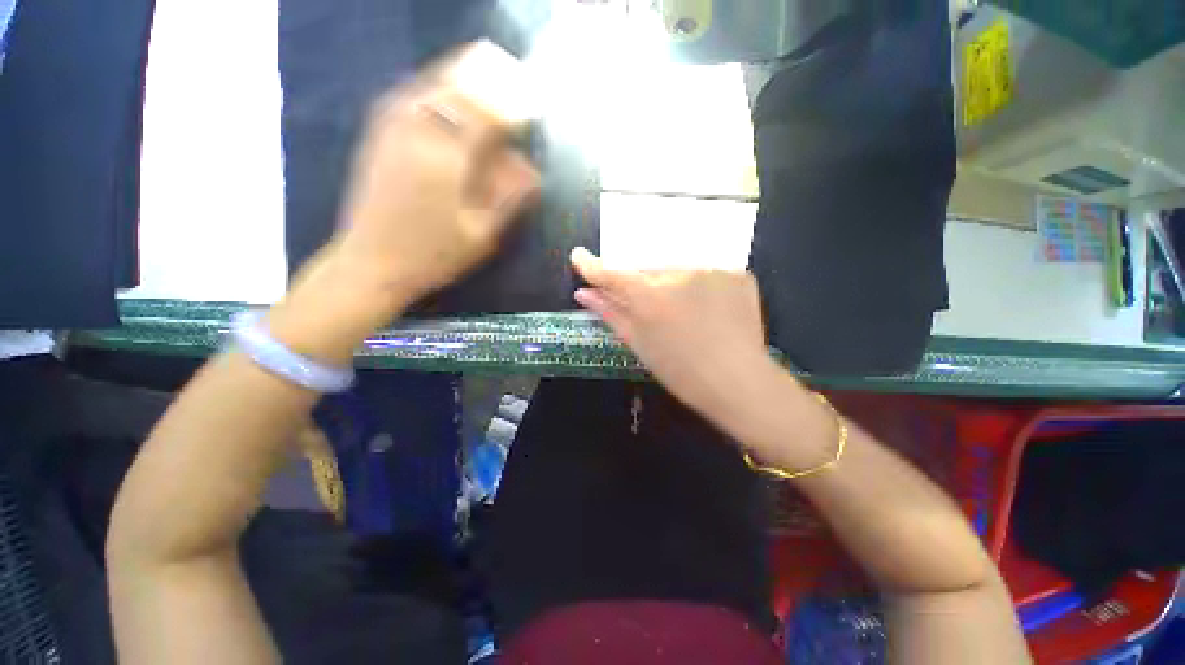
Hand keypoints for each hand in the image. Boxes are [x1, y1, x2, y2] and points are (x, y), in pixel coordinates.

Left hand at [271, 42, 539, 360]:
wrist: (371, 263)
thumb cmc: (433, 256)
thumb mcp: (481, 235)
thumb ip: (508, 198)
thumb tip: (532, 169)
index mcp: (447, 160)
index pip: (486, 113)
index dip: (513, 104)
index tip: (533, 105)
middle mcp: (417, 132)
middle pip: (457, 84)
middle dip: (489, 77)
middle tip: (513, 78)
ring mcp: (392, 129)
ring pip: (431, 81)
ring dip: (462, 73)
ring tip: (486, 73)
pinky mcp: (378, 134)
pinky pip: (410, 93)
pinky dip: (435, 84)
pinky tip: (447, 91)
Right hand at [570, 247, 779, 420]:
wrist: (738, 382)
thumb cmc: (681, 371)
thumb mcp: (639, 344)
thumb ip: (611, 313)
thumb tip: (584, 294)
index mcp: (648, 296)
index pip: (612, 273)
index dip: (592, 266)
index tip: (579, 257)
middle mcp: (677, 273)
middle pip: (646, 269)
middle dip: (641, 284)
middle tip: (651, 309)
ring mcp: (710, 269)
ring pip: (677, 269)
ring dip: (672, 285)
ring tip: (684, 314)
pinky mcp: (735, 272)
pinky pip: (706, 272)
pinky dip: (700, 286)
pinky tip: (708, 309)